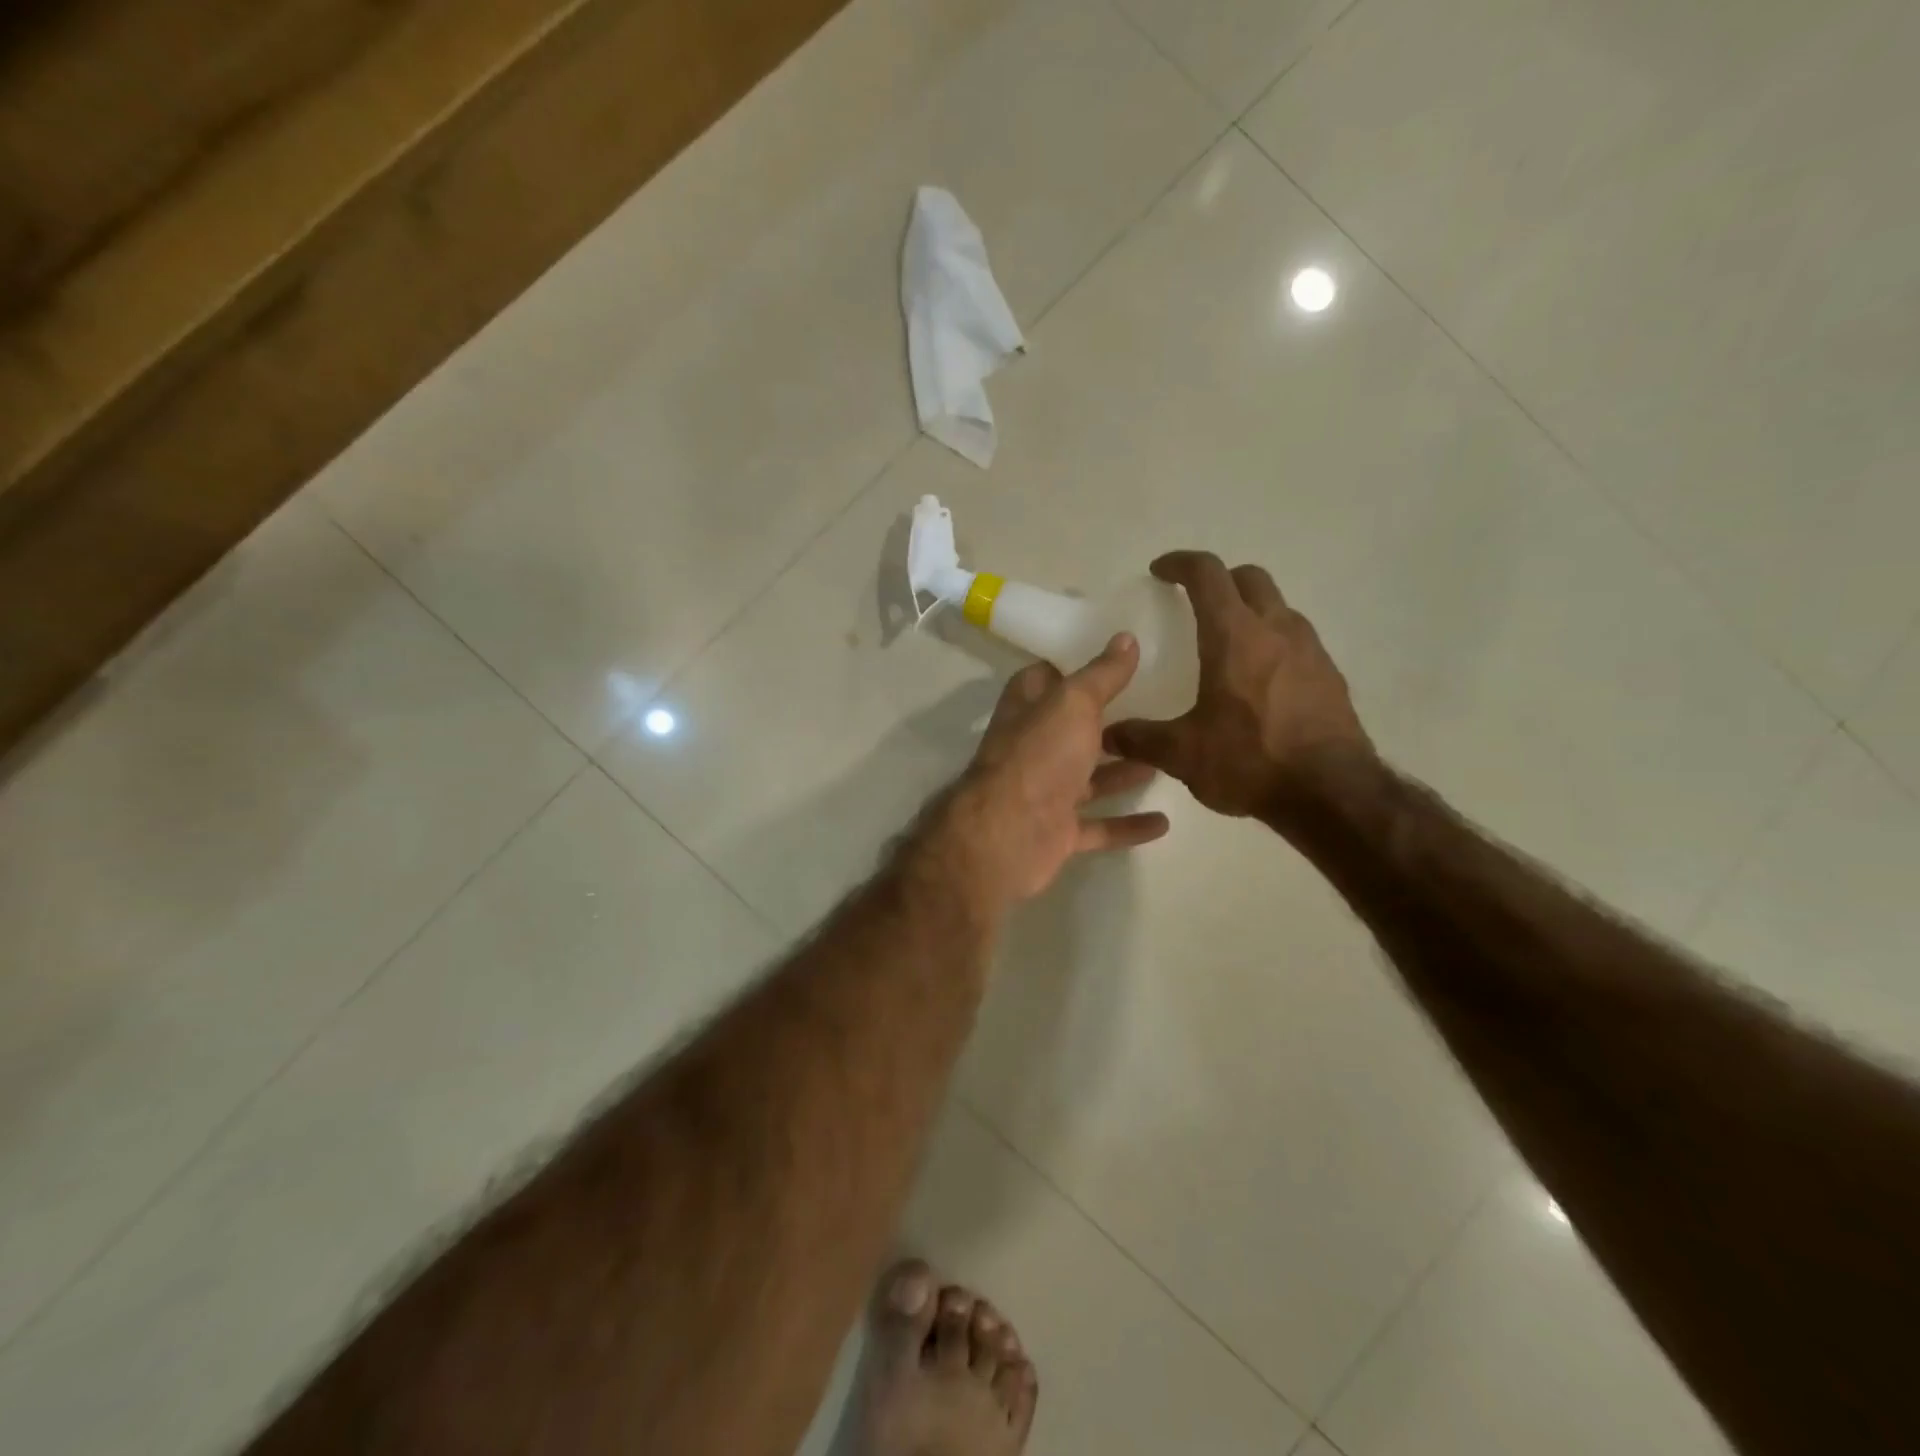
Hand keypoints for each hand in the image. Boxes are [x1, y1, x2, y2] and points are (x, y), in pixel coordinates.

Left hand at [929, 635, 1170, 912]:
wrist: (1008, 834)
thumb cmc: (1040, 756)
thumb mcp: (1074, 703)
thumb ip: (1102, 674)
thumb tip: (1126, 638)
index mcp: (1030, 708)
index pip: (1051, 678)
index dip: (1079, 666)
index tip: (1120, 656)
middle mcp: (1035, 747)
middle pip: (1075, 729)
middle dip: (1111, 722)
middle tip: (1161, 708)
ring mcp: (1046, 791)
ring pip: (1090, 778)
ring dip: (1124, 771)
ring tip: (1168, 759)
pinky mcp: (1059, 831)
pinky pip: (1100, 826)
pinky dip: (1128, 825)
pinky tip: (1164, 822)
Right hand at [1104, 552, 1372, 819]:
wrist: (1333, 793)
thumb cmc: (1251, 760)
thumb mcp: (1183, 753)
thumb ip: (1141, 738)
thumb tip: (1108, 733)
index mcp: (1235, 636)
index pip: (1208, 574)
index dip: (1180, 563)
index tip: (1160, 571)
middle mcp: (1277, 629)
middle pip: (1249, 578)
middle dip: (1219, 579)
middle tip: (1195, 601)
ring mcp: (1310, 650)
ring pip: (1278, 606)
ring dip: (1250, 610)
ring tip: (1228, 642)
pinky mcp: (1330, 675)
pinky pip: (1296, 640)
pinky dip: (1272, 641)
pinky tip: (1260, 680)